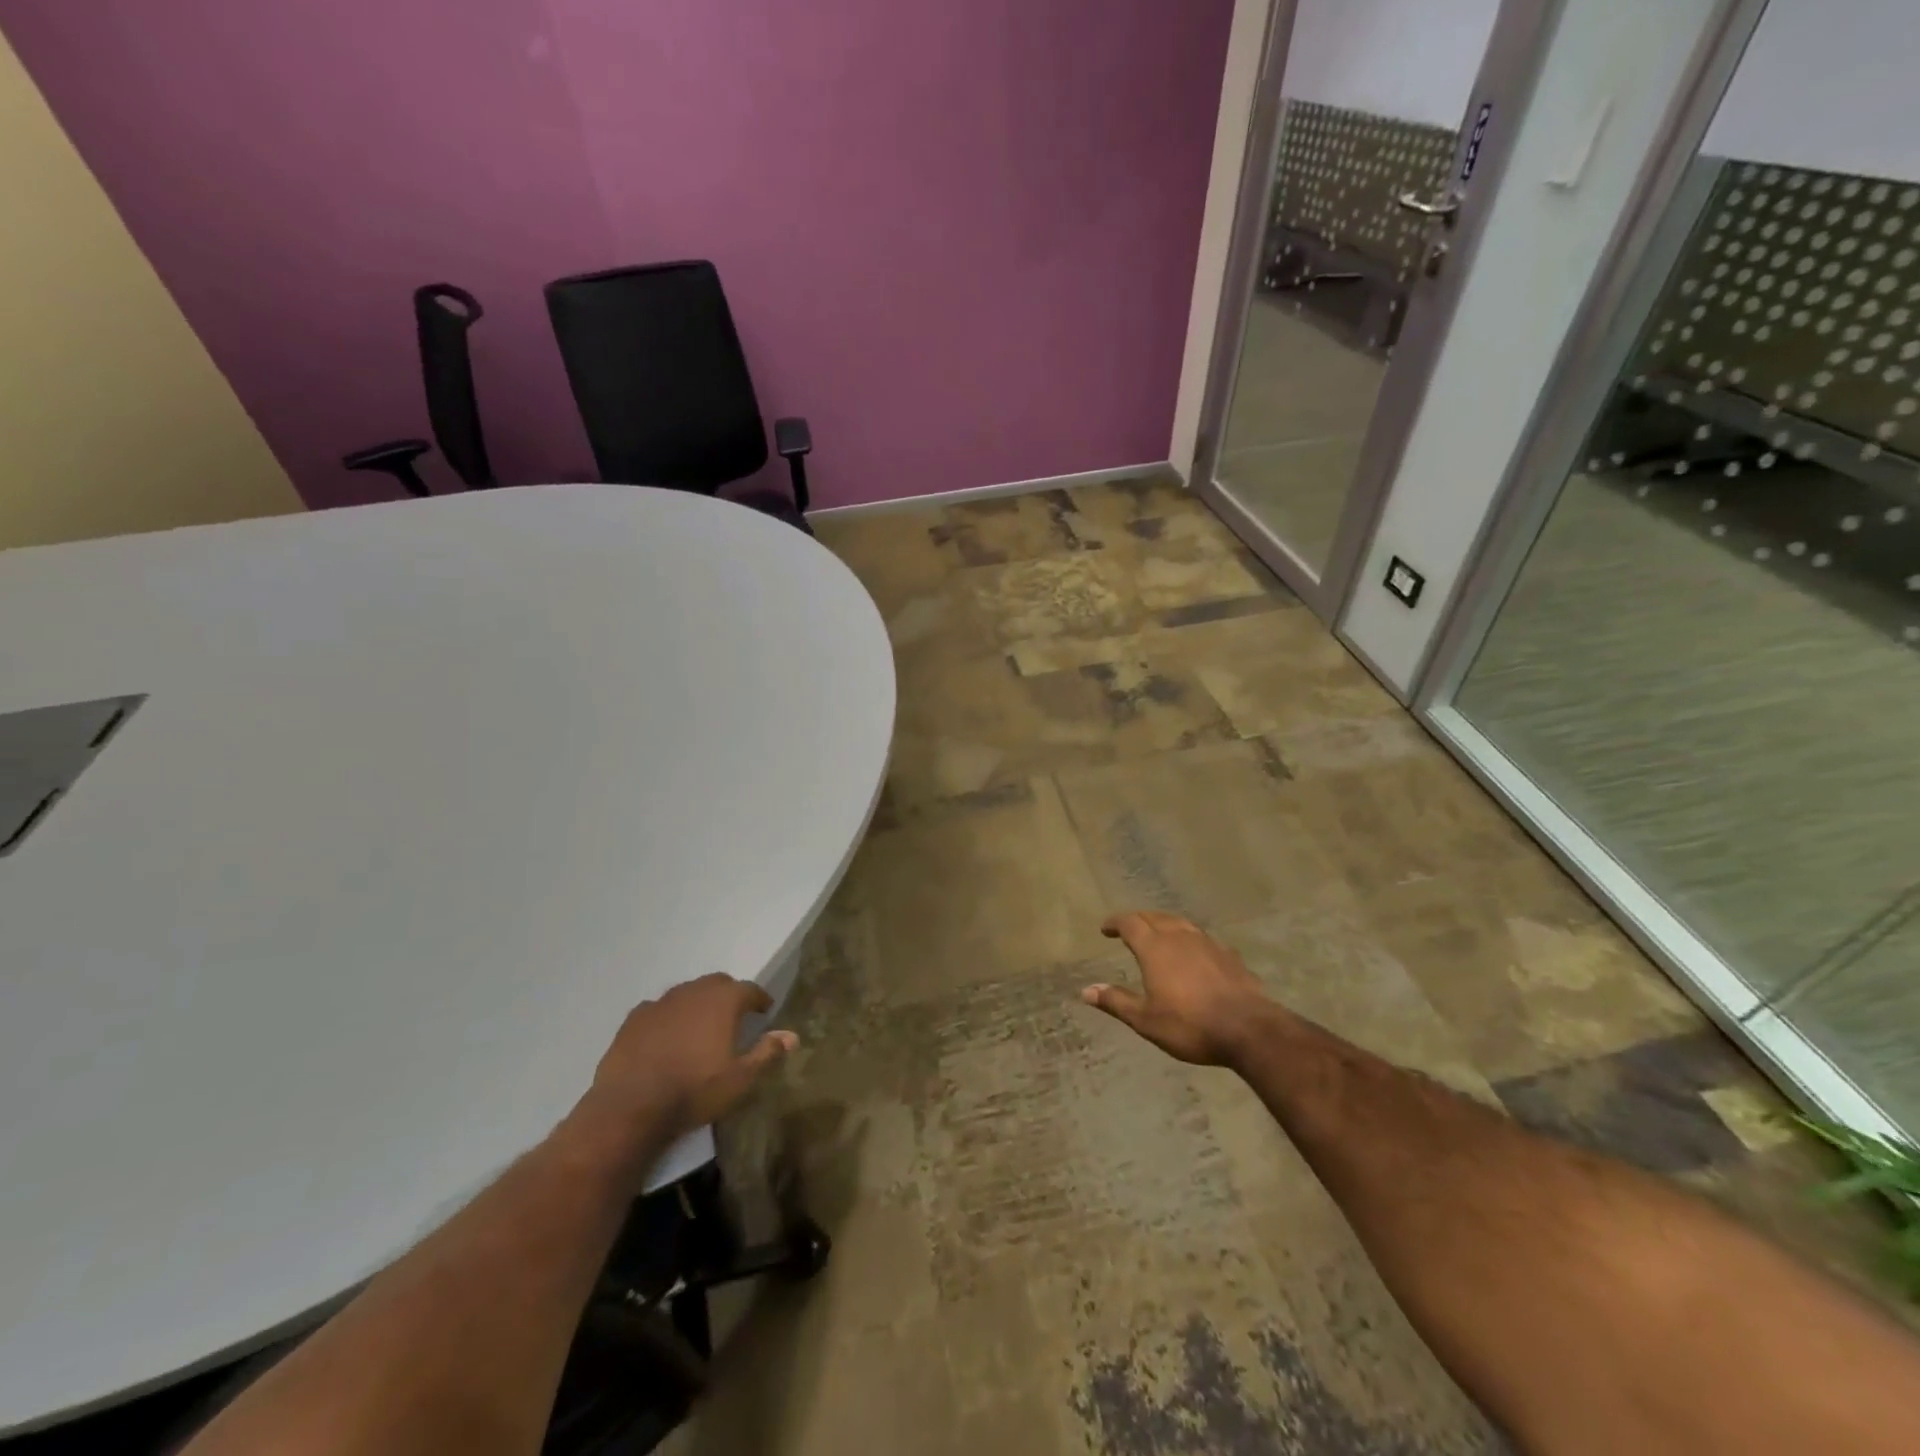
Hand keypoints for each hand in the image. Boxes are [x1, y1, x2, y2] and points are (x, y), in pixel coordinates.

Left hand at [568, 974, 796, 1172]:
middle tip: (734, 1016)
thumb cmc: (694, 1090)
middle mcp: (693, 991)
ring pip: (687, 993)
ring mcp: (661, 1002)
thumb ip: (767, 1052)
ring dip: (697, 1003)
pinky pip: (659, 1009)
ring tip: (700, 1026)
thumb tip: (792, 1035)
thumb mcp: (740, 1078)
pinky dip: (668, 1017)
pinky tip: (666, 1036)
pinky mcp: (634, 1018)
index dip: (759, 999)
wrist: (630, 1106)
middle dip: (729, 995)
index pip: (749, 989)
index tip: (764, 1010)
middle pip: (717, 983)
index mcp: (723, 1001)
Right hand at [1082, 911, 1277, 1066]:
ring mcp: (1207, 943)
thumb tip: (1086, 991)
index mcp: (1155, 948)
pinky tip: (1194, 951)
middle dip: (1138, 919)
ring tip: (1158, 933)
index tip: (1105, 929)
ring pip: (1180, 922)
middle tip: (1128, 928)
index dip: (1115, 922)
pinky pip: (1202, 938)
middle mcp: (1179, 937)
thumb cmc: (1190, 1025)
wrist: (1249, 1029)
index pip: (1130, 923)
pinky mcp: (1229, 954)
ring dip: (1164, 923)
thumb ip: (1116, 1002)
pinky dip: (1189, 938)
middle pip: (1154, 917)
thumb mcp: (1146, 1020)